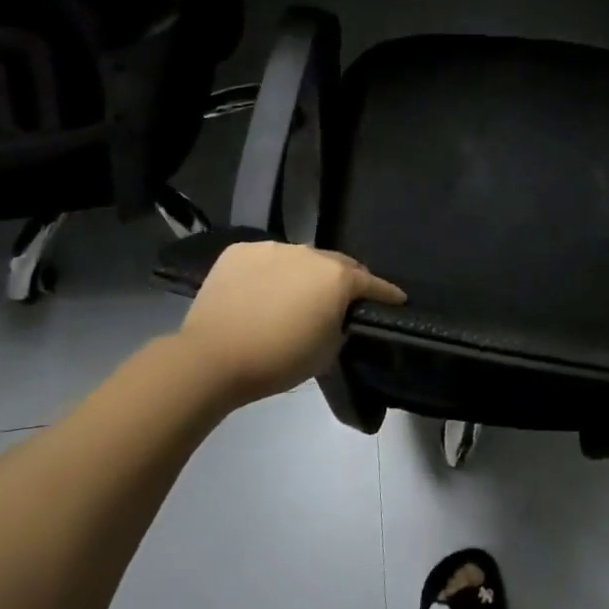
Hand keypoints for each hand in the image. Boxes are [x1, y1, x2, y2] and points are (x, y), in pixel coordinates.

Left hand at [178, 241, 404, 407]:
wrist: (211, 359)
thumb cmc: (278, 360)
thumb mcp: (327, 351)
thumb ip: (341, 324)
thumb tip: (337, 314)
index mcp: (336, 277)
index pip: (372, 283)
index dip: (387, 293)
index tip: (397, 300)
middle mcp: (309, 253)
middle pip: (336, 264)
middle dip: (344, 280)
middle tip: (339, 302)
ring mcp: (272, 247)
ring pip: (299, 259)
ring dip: (304, 275)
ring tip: (292, 298)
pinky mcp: (239, 251)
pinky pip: (265, 259)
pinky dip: (269, 273)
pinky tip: (259, 293)